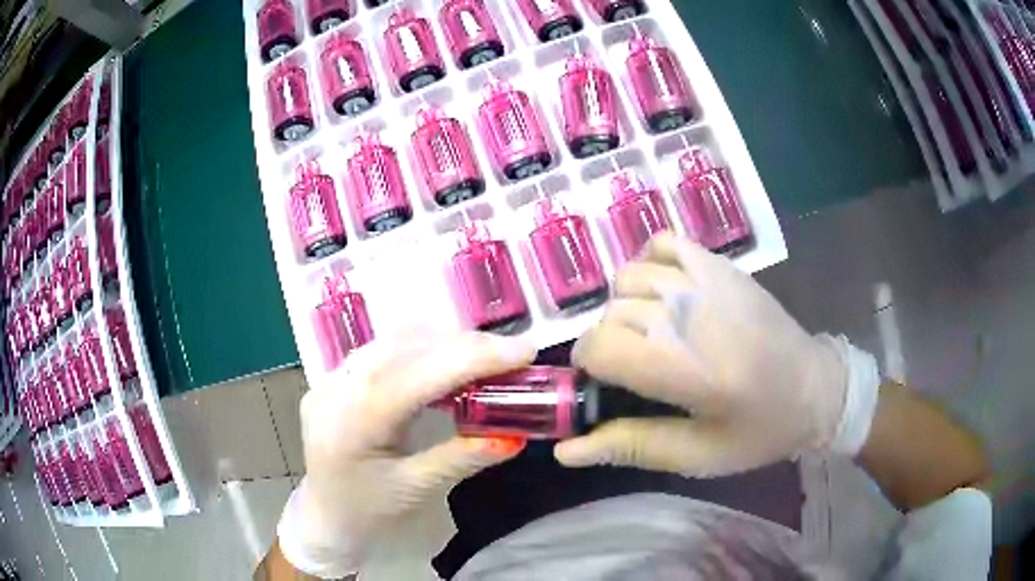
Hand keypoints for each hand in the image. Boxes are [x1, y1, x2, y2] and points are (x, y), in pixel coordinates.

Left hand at [278, 331, 535, 577]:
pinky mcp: (334, 377)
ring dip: (445, 342)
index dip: (471, 358)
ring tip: (485, 358)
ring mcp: (329, 378)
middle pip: (405, 347)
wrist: (326, 518)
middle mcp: (334, 389)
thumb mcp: (417, 490)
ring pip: (394, 340)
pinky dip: (422, 348)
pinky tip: (445, 363)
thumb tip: (515, 434)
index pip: (414, 376)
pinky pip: (383, 348)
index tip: (524, 351)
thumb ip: (463, 458)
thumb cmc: (369, 513)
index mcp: (351, 424)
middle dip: (465, 345)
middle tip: (513, 356)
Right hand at [555, 233, 878, 476]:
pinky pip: (661, 243)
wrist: (816, 387)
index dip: (587, 367)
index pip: (599, 346)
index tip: (602, 383)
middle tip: (635, 368)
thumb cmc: (758, 429)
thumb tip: (565, 451)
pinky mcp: (719, 264)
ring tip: (649, 331)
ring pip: (627, 278)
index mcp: (684, 368)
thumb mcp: (696, 454)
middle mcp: (689, 314)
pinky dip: (649, 263)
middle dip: (608, 343)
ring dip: (625, 306)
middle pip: (610, 314)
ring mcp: (705, 279)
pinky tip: (663, 291)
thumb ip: (630, 446)